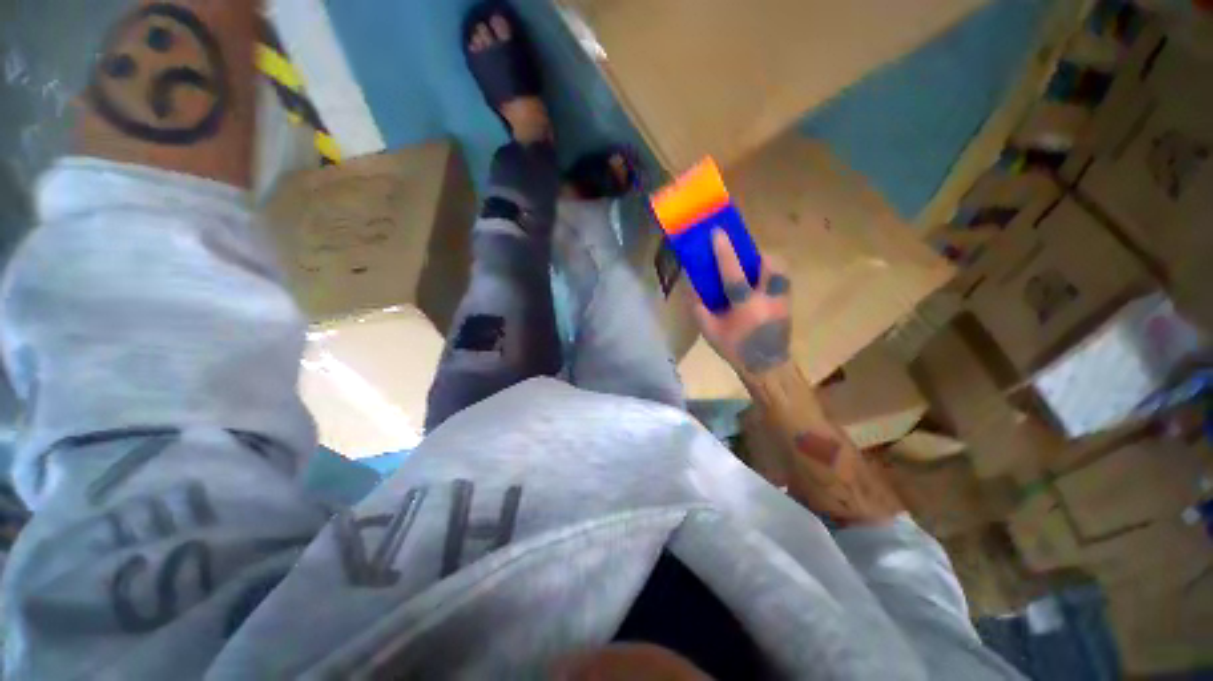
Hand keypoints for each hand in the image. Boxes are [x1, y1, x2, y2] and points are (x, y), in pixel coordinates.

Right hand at [693, 230, 791, 376]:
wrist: (766, 367)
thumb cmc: (735, 349)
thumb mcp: (710, 332)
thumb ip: (699, 309)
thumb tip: (692, 288)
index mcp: (744, 305)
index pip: (733, 273)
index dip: (724, 251)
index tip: (718, 232)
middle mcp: (767, 298)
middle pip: (771, 265)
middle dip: (759, 255)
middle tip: (747, 257)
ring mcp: (782, 301)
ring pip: (782, 272)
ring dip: (769, 266)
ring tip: (757, 271)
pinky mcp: (789, 306)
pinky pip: (783, 283)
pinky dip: (773, 278)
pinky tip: (763, 289)